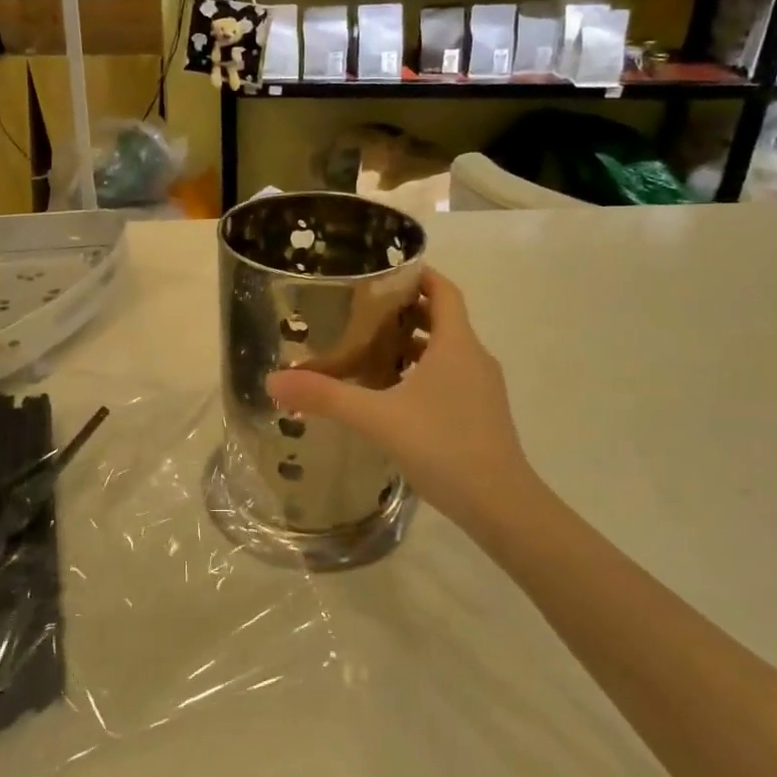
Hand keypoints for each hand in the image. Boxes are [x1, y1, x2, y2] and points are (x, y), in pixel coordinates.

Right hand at [266, 268, 532, 531]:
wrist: (501, 505)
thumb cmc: (443, 447)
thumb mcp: (377, 418)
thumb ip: (326, 397)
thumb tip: (274, 380)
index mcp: (457, 344)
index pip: (444, 291)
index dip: (420, 275)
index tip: (386, 271)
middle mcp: (474, 358)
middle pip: (443, 319)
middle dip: (406, 311)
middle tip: (364, 312)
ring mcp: (483, 389)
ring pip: (447, 352)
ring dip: (414, 346)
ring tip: (372, 352)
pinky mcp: (483, 415)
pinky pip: (452, 378)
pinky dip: (425, 374)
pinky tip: (395, 397)